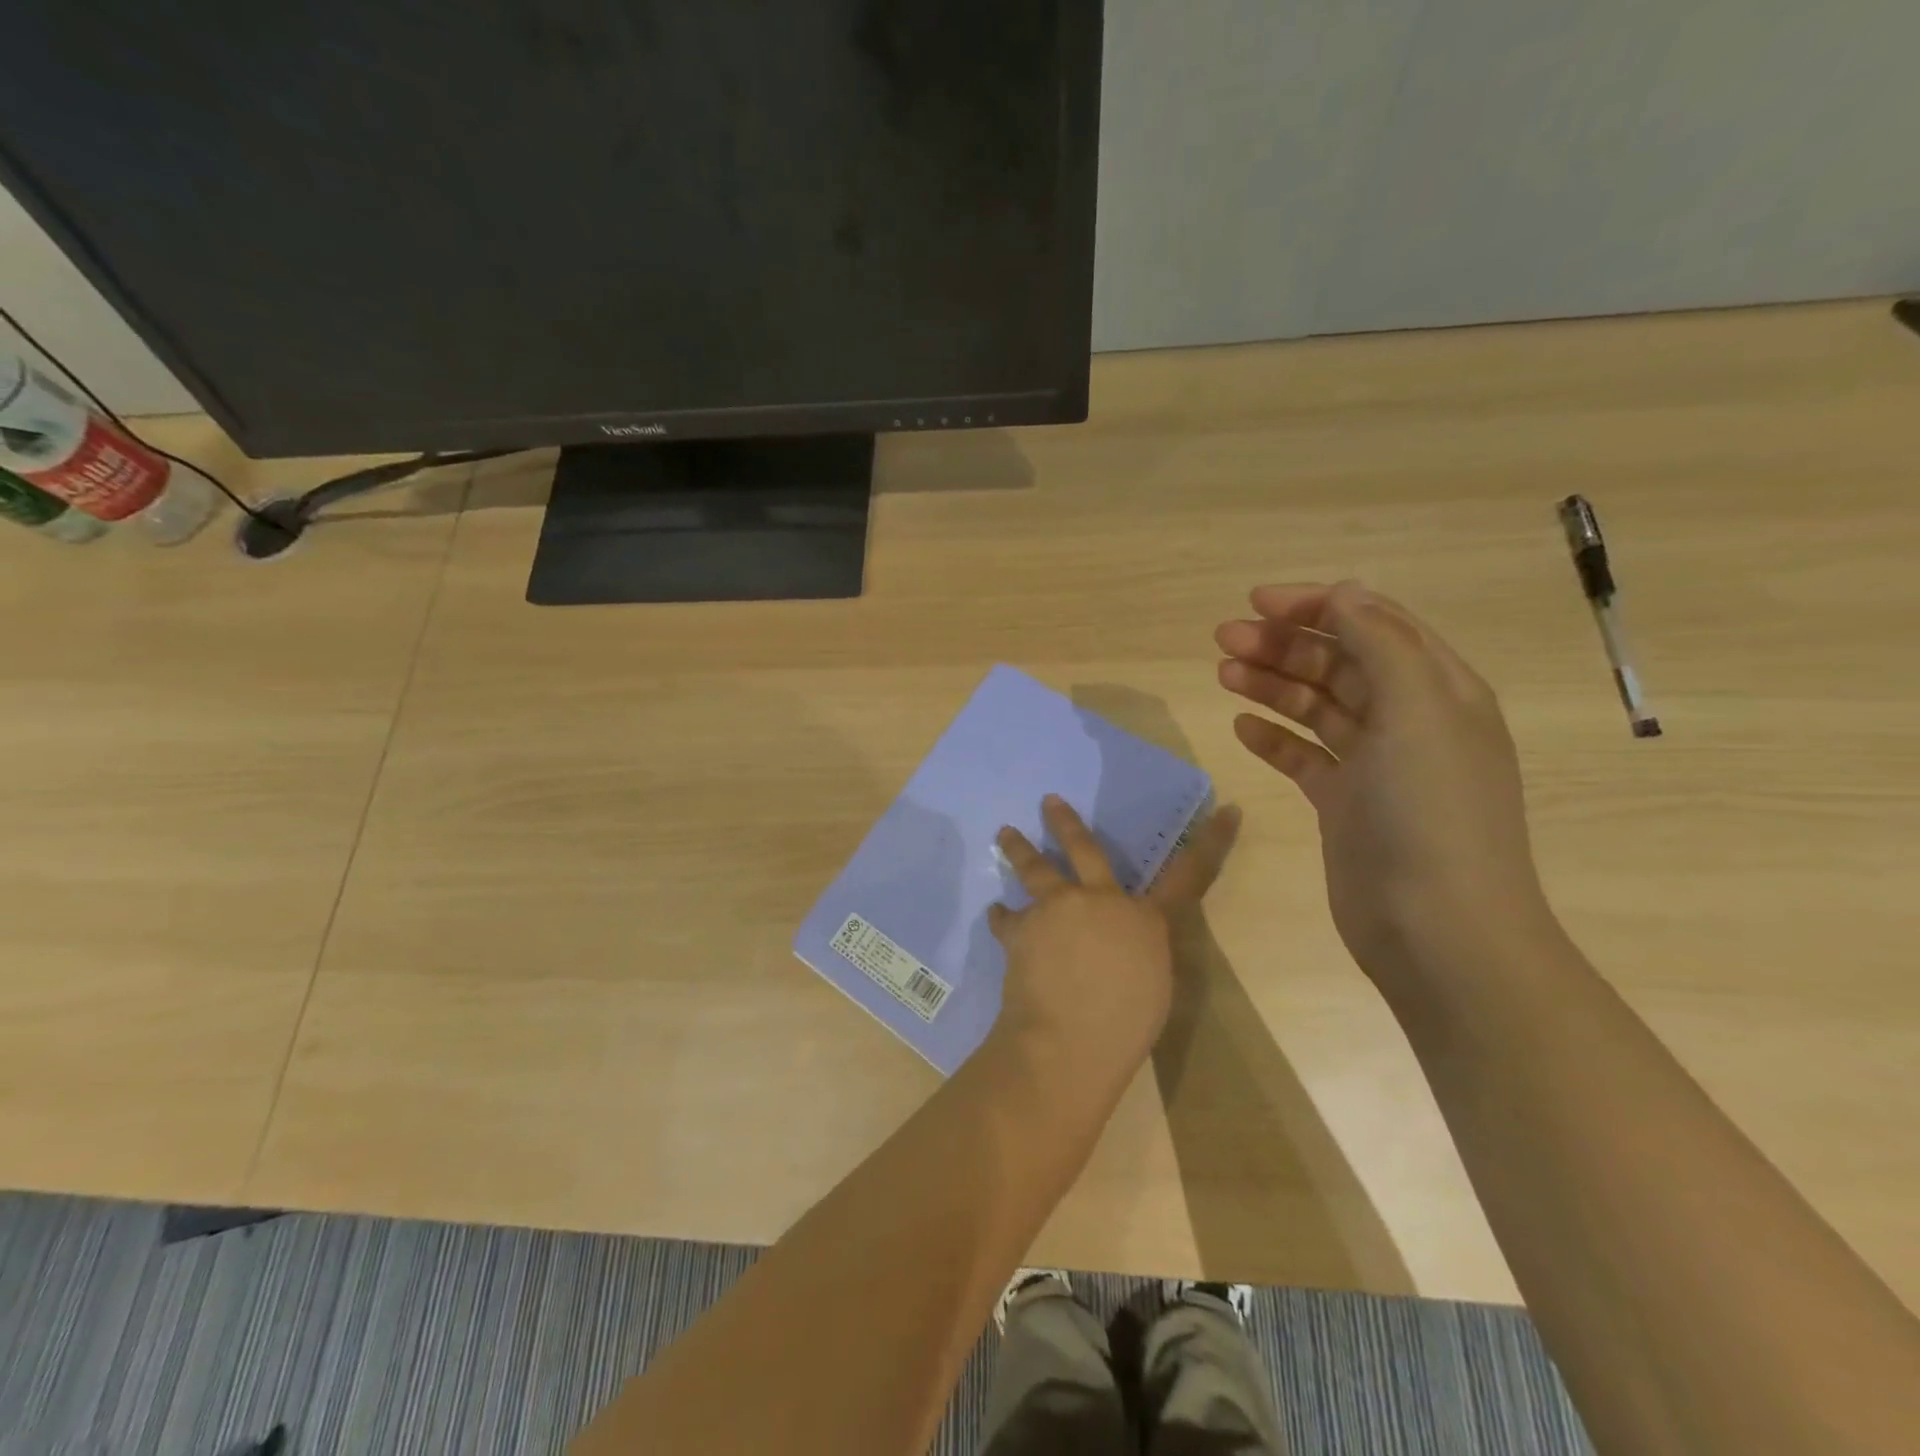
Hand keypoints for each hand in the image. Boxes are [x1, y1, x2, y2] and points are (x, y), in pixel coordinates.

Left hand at [988, 795, 1238, 1094]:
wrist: (1069, 1039)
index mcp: (1144, 919)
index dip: (1211, 842)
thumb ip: (1139, 948)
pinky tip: (996, 915)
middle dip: (1065, 822)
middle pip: (1083, 848)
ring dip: (1018, 848)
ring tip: (1004, 833)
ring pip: (1033, 868)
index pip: (1189, 876)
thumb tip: (1121, 938)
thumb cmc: (1124, 1025)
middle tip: (1049, 800)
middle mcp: (1099, 901)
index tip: (1228, 811)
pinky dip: (1002, 917)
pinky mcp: (1021, 928)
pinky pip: (1007, 918)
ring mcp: (1056, 909)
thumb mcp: (1153, 984)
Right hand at [1215, 581, 1552, 999]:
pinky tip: (1242, 727)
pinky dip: (1274, 738)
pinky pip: (1304, 757)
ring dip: (1272, 684)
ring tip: (1223, 672)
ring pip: (1316, 707)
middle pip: (1338, 663)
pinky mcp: (1345, 805)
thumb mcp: (1417, 709)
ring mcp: (1375, 766)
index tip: (1257, 602)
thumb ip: (1380, 644)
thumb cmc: (1430, 810)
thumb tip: (1345, 593)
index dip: (1317, 605)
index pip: (1374, 625)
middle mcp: (1408, 721)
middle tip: (1223, 639)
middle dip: (1283, 644)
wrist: (1437, 928)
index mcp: (1437, 690)